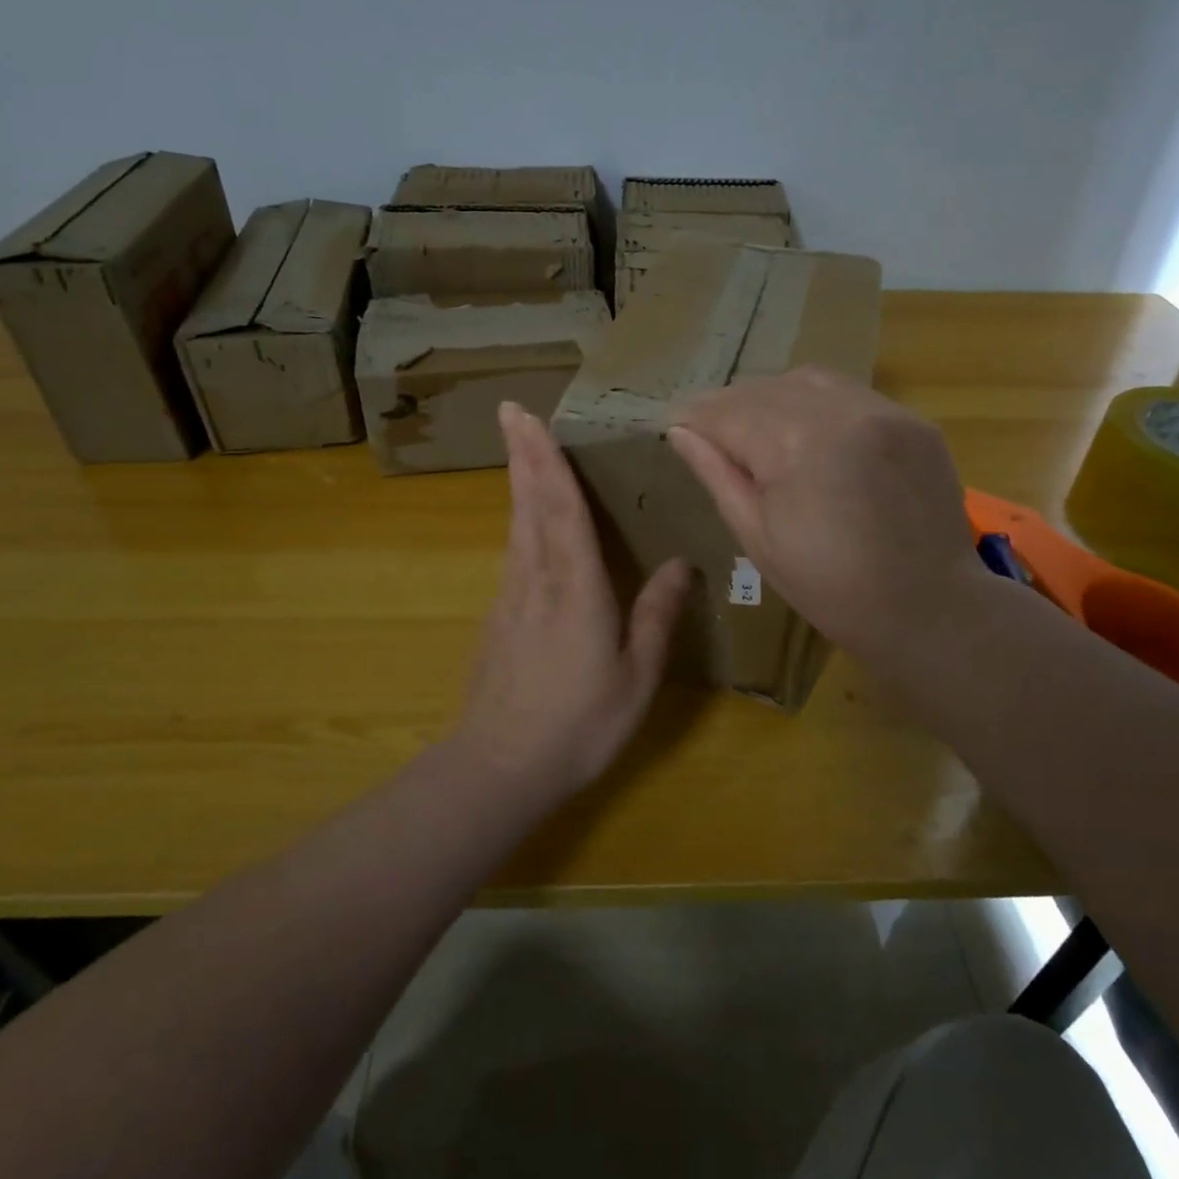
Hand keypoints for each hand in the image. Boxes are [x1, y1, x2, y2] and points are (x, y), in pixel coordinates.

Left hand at [451, 402, 691, 802]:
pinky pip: (513, 553)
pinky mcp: (498, 617)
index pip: (560, 507)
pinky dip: (520, 522)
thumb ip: (657, 616)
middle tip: (511, 412)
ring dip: (519, 482)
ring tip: (521, 449)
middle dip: (523, 455)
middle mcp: (537, 579)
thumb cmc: (579, 724)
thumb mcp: (636, 676)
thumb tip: (681, 563)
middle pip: (529, 504)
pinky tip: (525, 522)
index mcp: (575, 587)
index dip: (546, 458)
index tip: (527, 416)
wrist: (500, 767)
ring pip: (516, 526)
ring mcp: (510, 597)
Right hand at [667, 368, 987, 666]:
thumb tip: (680, 432)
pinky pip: (850, 394)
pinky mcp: (913, 420)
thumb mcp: (758, 538)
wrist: (929, 609)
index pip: (728, 412)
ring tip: (756, 426)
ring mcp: (884, 411)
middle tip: (709, 428)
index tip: (673, 421)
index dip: (695, 415)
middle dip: (729, 405)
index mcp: (797, 448)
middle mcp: (841, 413)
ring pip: (808, 381)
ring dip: (772, 397)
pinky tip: (809, 431)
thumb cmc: (830, 588)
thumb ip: (718, 475)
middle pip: (765, 389)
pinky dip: (817, 403)